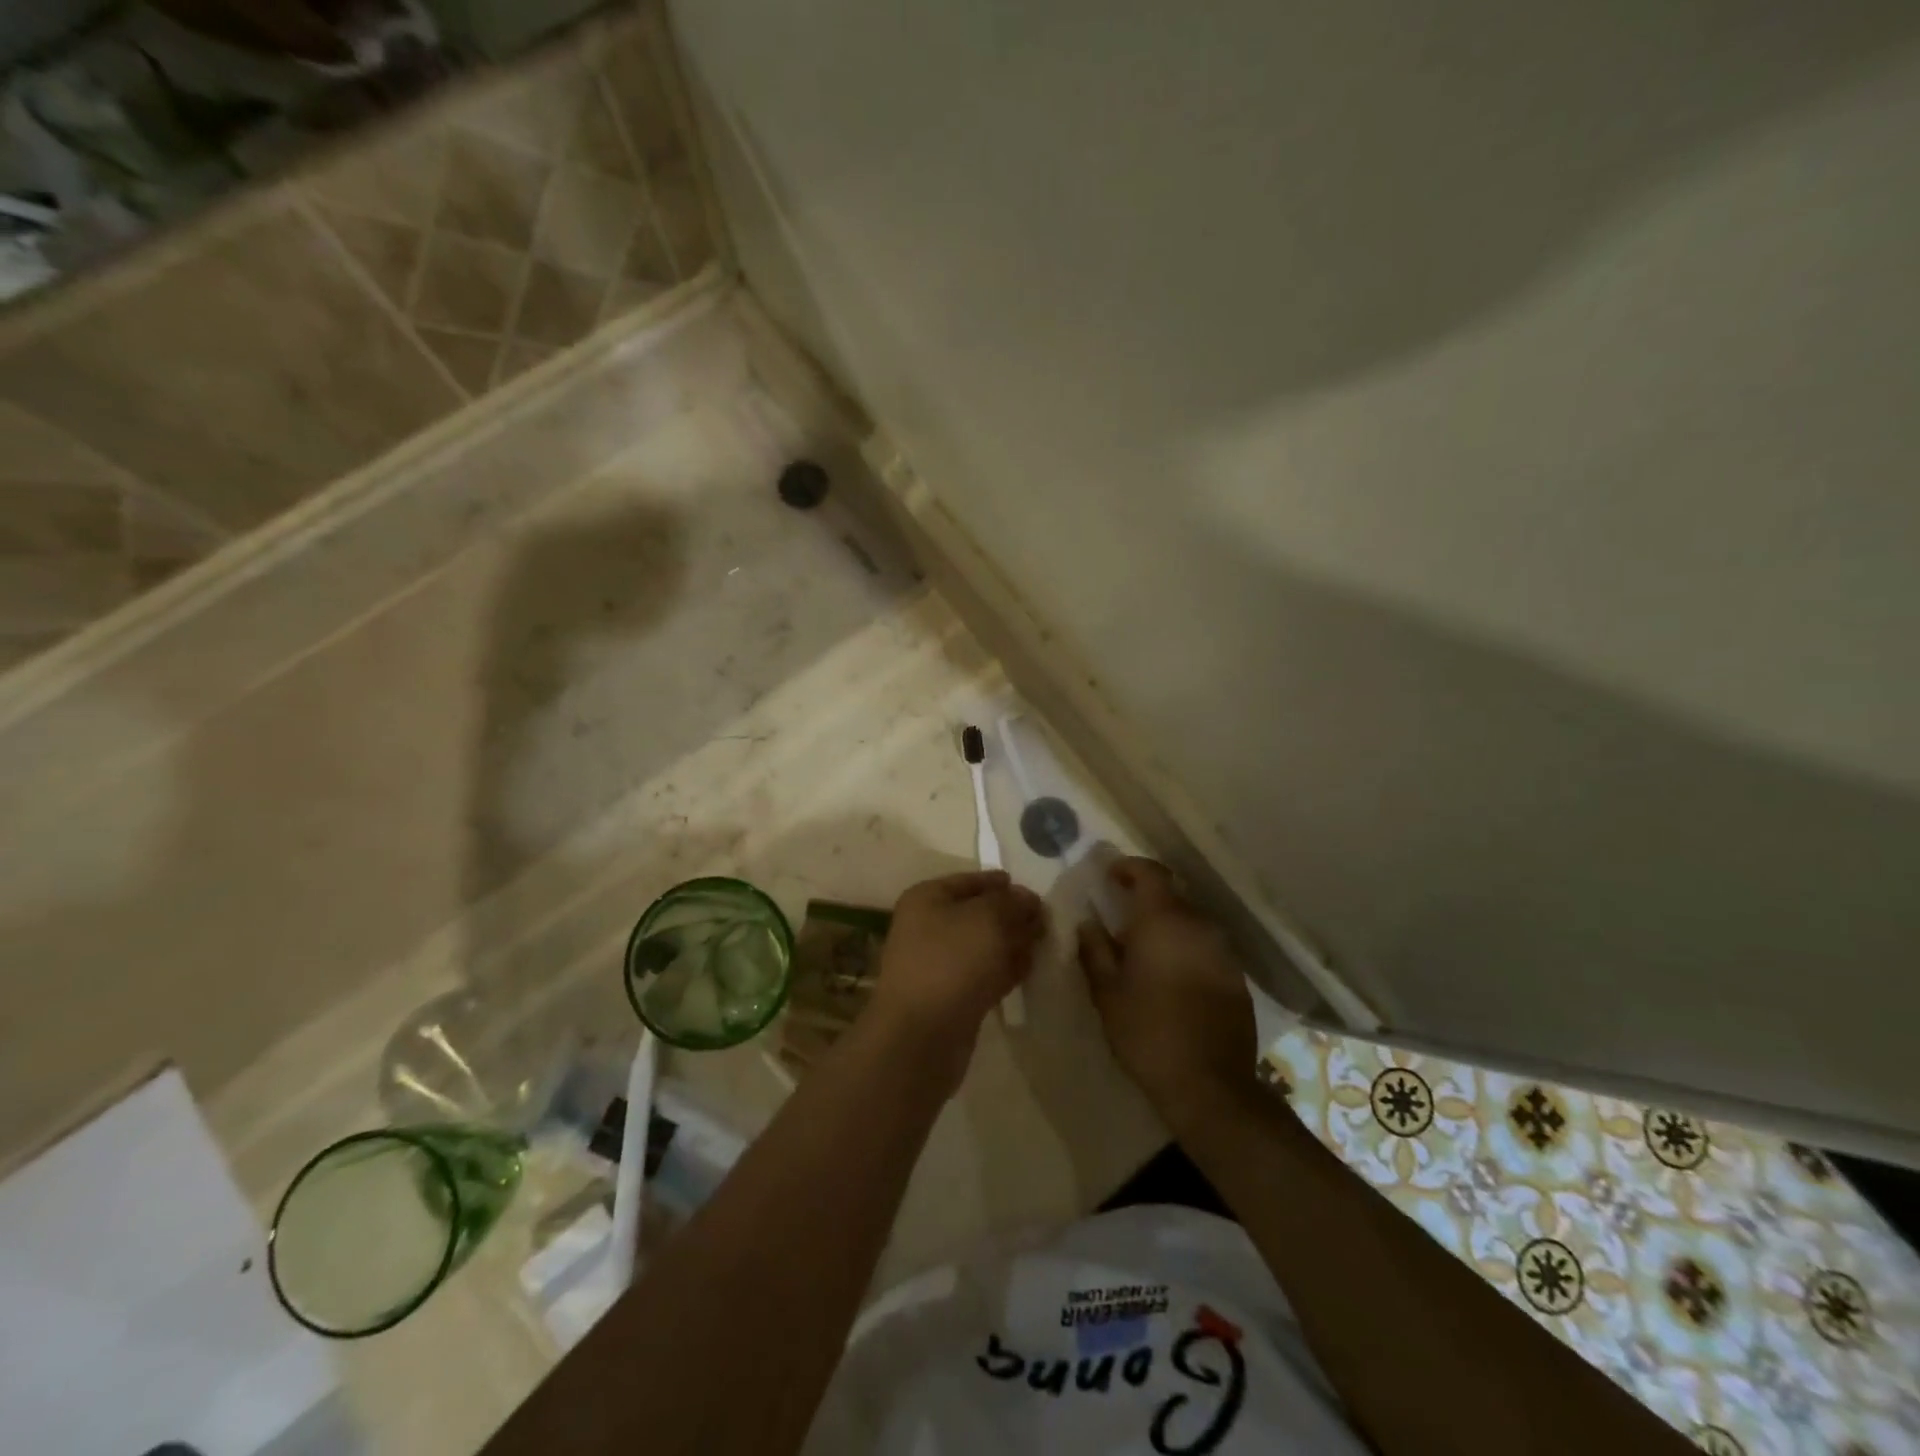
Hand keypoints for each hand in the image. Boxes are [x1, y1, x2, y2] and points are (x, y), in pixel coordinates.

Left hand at [871, 870, 1046, 1087]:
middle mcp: (929, 926)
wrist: (921, 1035)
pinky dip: (1004, 970)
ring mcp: (938, 963)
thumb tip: (1027, 898)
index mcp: (928, 898)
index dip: (1003, 885)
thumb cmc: (952, 962)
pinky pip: (983, 974)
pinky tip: (1028, 971)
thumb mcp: (989, 918)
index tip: (1036, 894)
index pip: (972, 881)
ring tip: (1044, 946)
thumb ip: (1013, 903)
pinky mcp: (950, 996)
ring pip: (983, 945)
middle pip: (979, 913)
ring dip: (1011, 944)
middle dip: (1012, 917)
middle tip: (1046, 923)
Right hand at [1077, 858, 1259, 1134]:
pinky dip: (1185, 947)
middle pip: (1172, 895)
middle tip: (1120, 917)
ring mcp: (1223, 951)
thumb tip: (1088, 923)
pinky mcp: (1236, 976)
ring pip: (1190, 921)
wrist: (1210, 1085)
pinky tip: (1171, 975)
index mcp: (1163, 920)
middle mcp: (1198, 925)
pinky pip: (1205, 946)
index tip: (1110, 876)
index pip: (1150, 873)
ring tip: (1144, 948)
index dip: (1129, 867)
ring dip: (1167, 925)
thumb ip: (1095, 950)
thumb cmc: (1148, 1032)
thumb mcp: (1107, 993)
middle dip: (1145, 899)